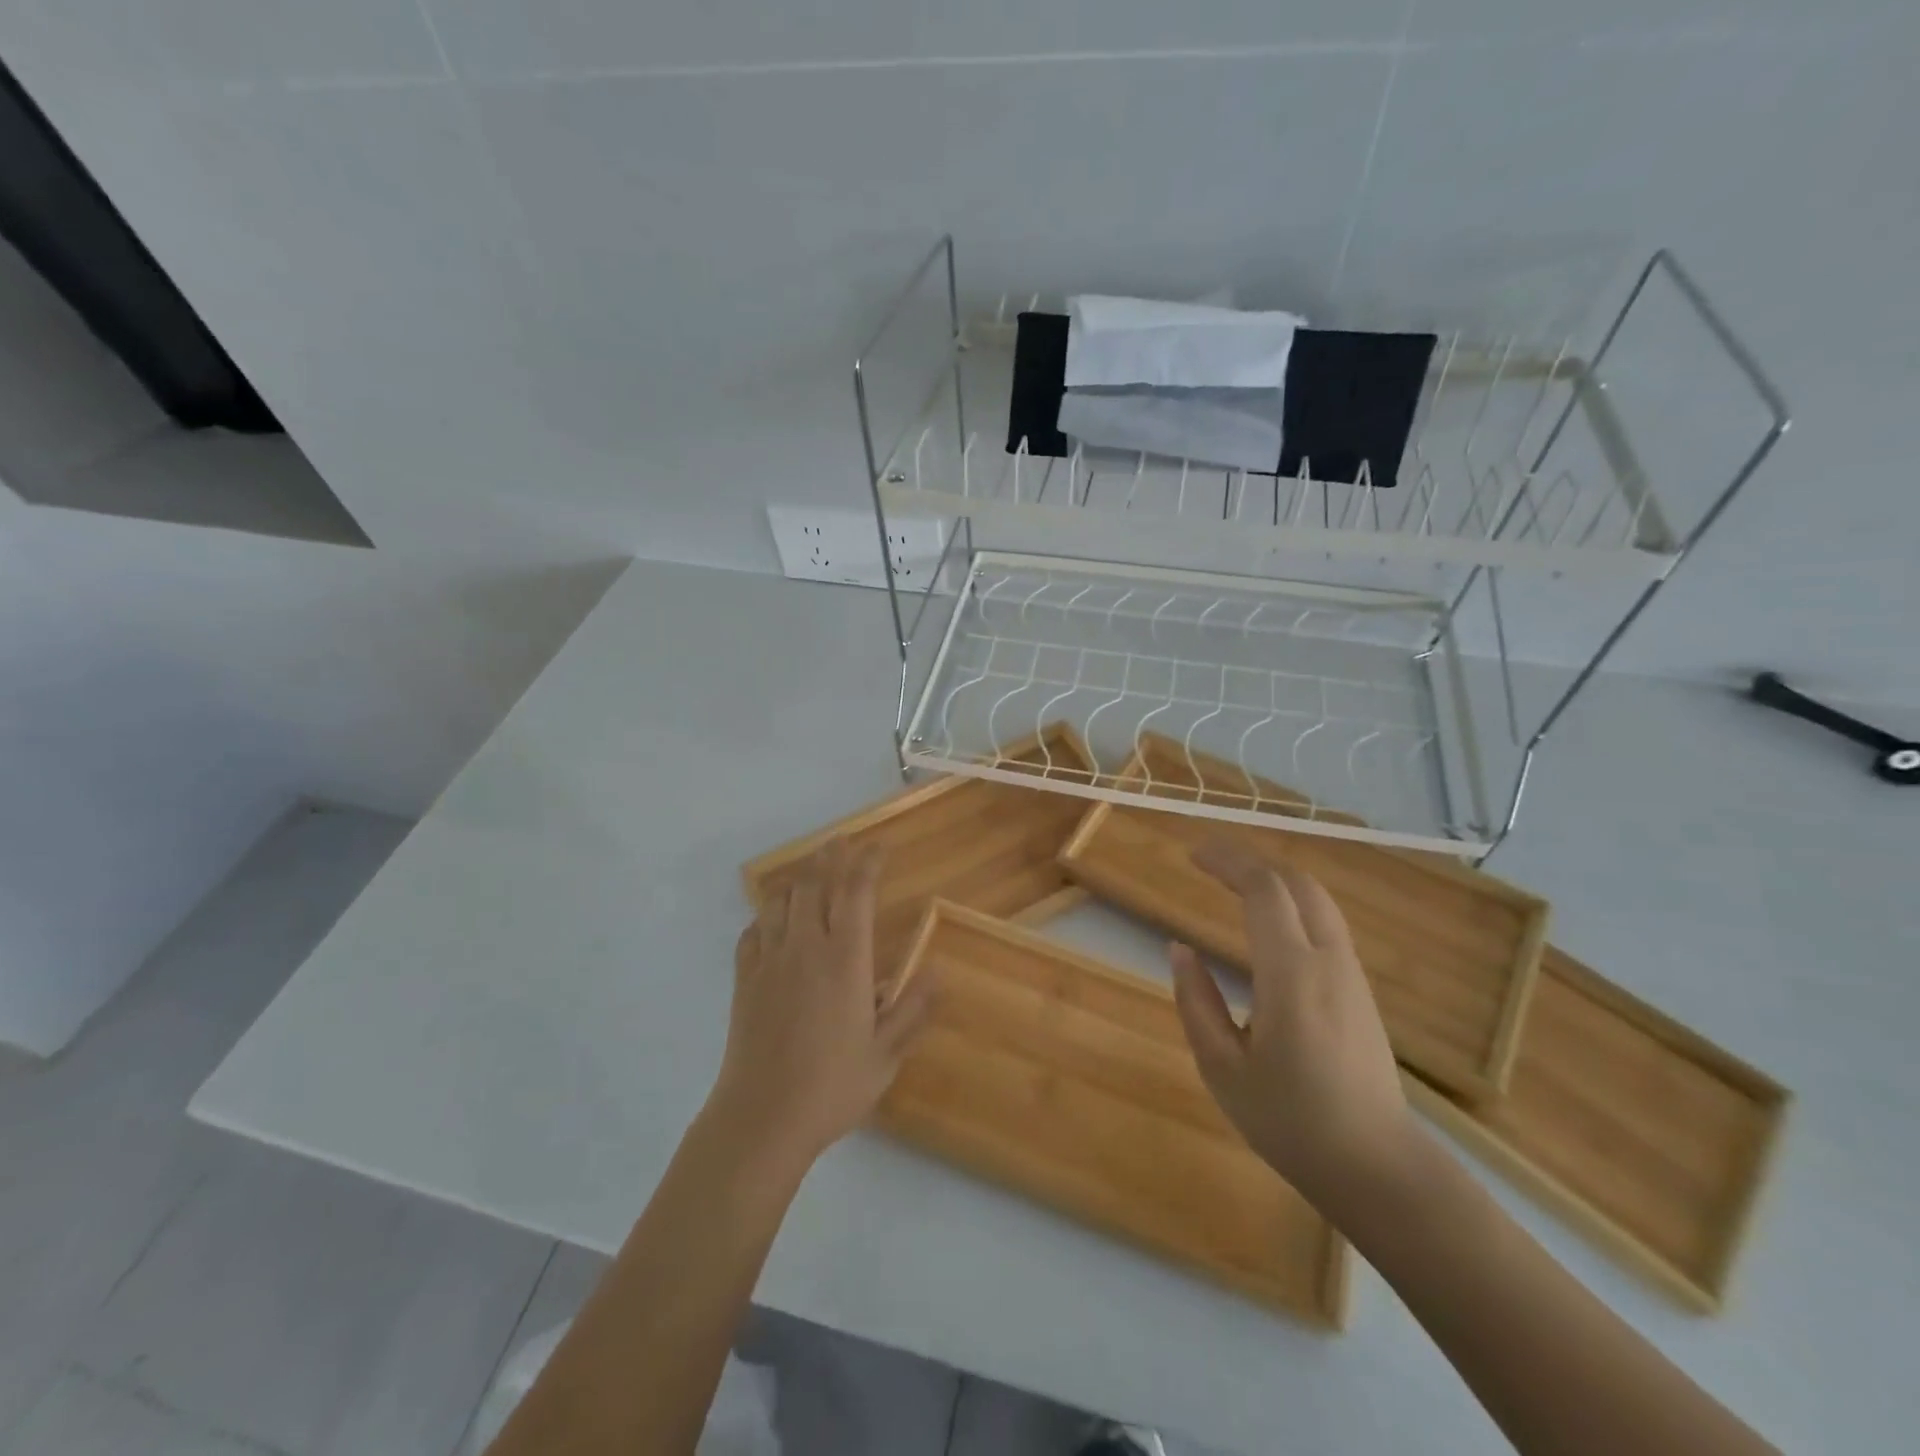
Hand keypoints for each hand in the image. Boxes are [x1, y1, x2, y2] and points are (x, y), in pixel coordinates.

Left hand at [709, 840, 936, 1168]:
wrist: (762, 1119)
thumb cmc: (832, 1087)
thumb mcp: (886, 1054)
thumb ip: (913, 1009)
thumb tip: (938, 969)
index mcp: (845, 960)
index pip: (856, 892)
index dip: (868, 863)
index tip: (879, 847)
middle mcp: (805, 948)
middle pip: (813, 884)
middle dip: (828, 856)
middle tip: (840, 842)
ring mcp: (769, 962)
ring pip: (779, 902)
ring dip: (796, 881)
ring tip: (808, 875)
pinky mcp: (744, 981)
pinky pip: (752, 933)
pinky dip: (765, 917)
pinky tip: (772, 923)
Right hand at [1169, 839, 1420, 1215]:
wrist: (1378, 1168)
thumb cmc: (1291, 1122)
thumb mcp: (1223, 1069)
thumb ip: (1196, 1002)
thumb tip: (1180, 950)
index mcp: (1291, 974)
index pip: (1264, 890)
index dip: (1228, 861)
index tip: (1193, 855)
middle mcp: (1328, 961)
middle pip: (1297, 883)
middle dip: (1252, 862)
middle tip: (1211, 863)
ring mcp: (1351, 975)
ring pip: (1317, 901)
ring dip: (1275, 882)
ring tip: (1234, 886)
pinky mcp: (1361, 991)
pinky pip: (1326, 925)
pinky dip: (1293, 905)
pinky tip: (1269, 925)